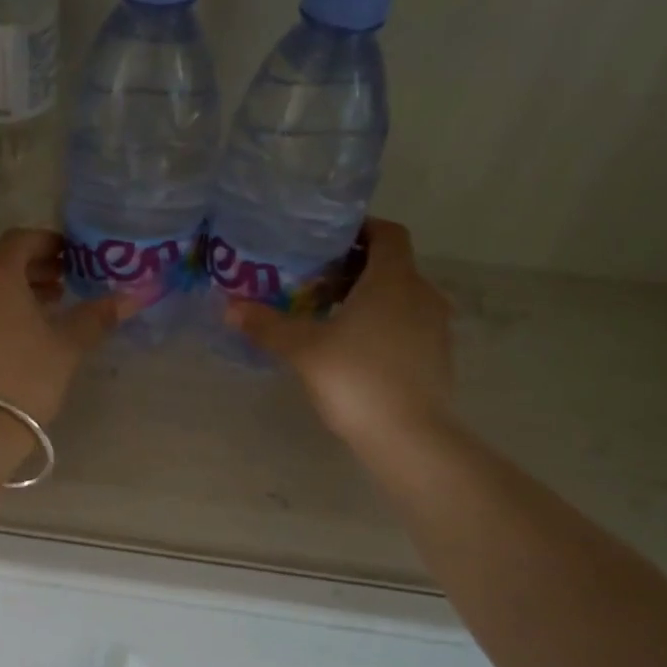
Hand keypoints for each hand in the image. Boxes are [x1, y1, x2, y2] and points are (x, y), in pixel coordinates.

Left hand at [0, 229, 120, 426]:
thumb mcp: (67, 345)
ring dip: (9, 291)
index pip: (22, 239)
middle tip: (61, 286)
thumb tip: (134, 296)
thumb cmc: (25, 375)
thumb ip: (97, 315)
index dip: (49, 244)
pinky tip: (10, 334)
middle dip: (31, 269)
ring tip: (41, 312)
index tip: (71, 257)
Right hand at [225, 219, 455, 447]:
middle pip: (391, 265)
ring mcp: (435, 327)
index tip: (328, 240)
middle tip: (315, 280)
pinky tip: (354, 349)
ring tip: (330, 315)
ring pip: (401, 297)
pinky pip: (408, 325)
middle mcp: (422, 294)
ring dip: (369, 298)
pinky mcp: (437, 357)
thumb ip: (268, 325)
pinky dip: (383, 324)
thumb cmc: (356, 379)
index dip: (361, 229)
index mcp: (394, 280)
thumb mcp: (304, 350)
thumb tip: (230, 307)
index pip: (388, 234)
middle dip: (355, 268)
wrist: (410, 438)